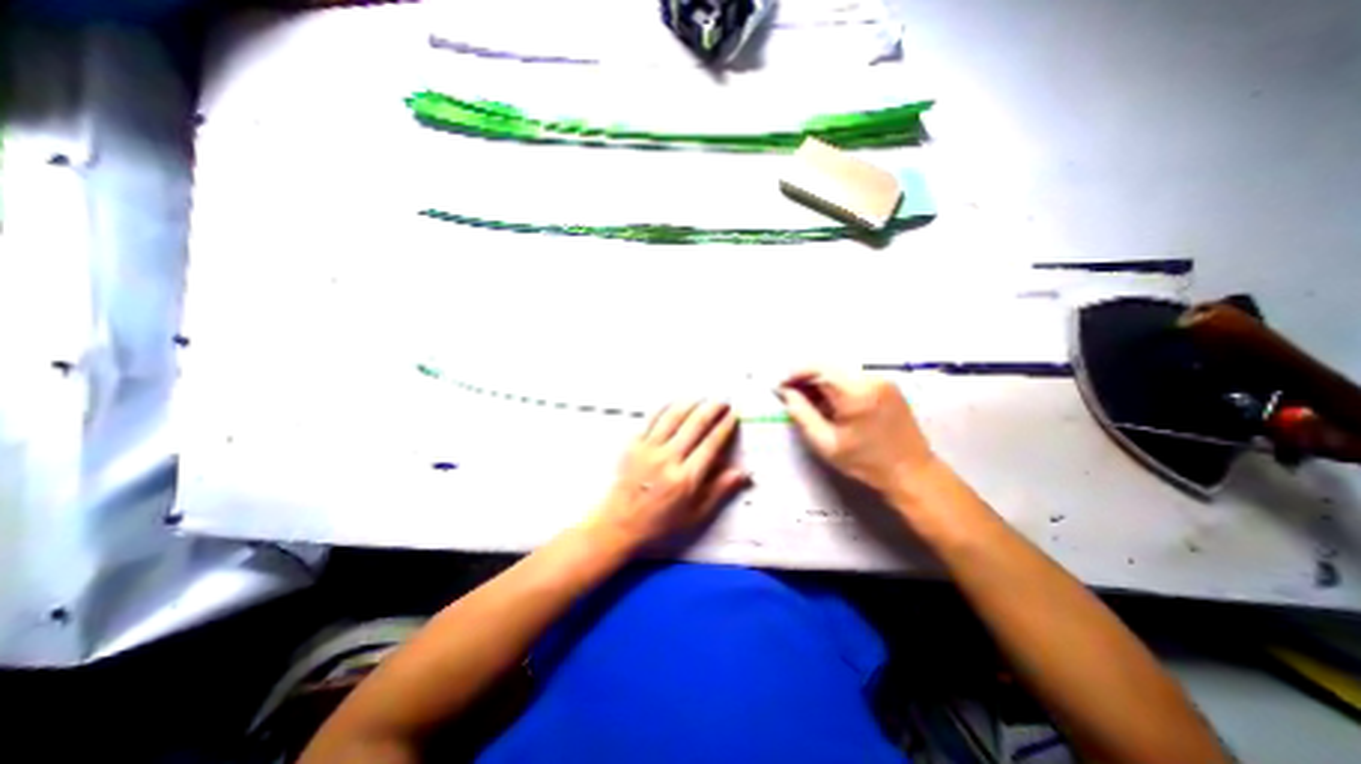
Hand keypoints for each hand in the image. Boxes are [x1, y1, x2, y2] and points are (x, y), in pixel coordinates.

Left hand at [590, 401, 748, 547]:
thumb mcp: (694, 515)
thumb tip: (742, 473)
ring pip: (673, 417)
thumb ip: (719, 491)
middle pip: (695, 425)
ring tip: (702, 398)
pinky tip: (674, 402)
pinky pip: (651, 419)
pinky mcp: (633, 445)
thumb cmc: (660, 523)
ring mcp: (649, 449)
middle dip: (712, 409)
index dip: (725, 426)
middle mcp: (668, 459)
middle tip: (723, 401)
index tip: (734, 415)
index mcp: (686, 478)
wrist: (619, 524)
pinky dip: (665, 408)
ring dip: (691, 404)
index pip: (711, 444)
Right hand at [775, 370, 935, 494]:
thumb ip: (802, 414)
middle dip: (806, 376)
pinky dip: (837, 383)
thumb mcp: (826, 443)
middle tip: (791, 392)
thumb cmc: (866, 463)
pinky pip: (854, 375)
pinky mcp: (888, 384)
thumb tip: (785, 392)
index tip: (780, 385)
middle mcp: (871, 379)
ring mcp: (882, 379)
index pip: (818, 369)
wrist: (911, 472)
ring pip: (840, 370)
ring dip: (821, 380)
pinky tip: (830, 400)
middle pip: (829, 366)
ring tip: (808, 398)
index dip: (795, 374)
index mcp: (856, 394)